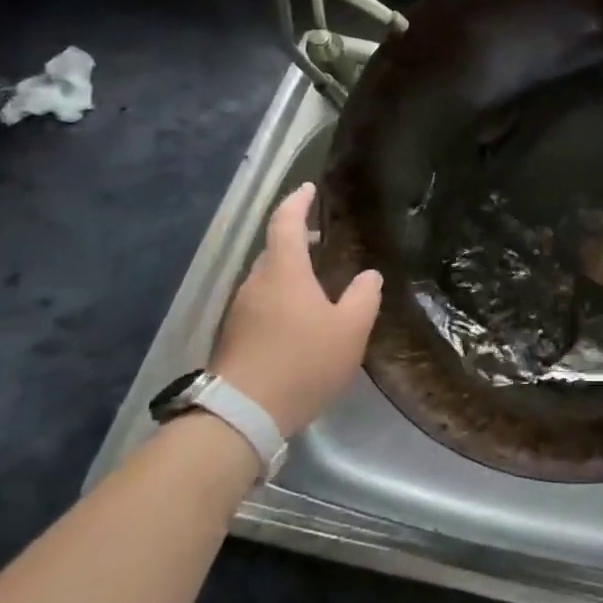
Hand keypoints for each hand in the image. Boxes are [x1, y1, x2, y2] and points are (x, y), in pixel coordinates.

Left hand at [210, 183, 381, 437]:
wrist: (242, 414)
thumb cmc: (302, 362)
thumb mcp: (349, 330)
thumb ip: (363, 298)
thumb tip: (368, 275)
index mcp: (284, 272)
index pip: (286, 223)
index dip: (298, 202)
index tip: (309, 188)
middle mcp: (256, 283)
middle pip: (274, 250)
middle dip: (297, 240)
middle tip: (322, 241)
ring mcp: (240, 311)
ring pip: (267, 279)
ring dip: (289, 273)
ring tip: (317, 284)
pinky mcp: (233, 337)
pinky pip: (261, 304)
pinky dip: (281, 298)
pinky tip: (299, 320)